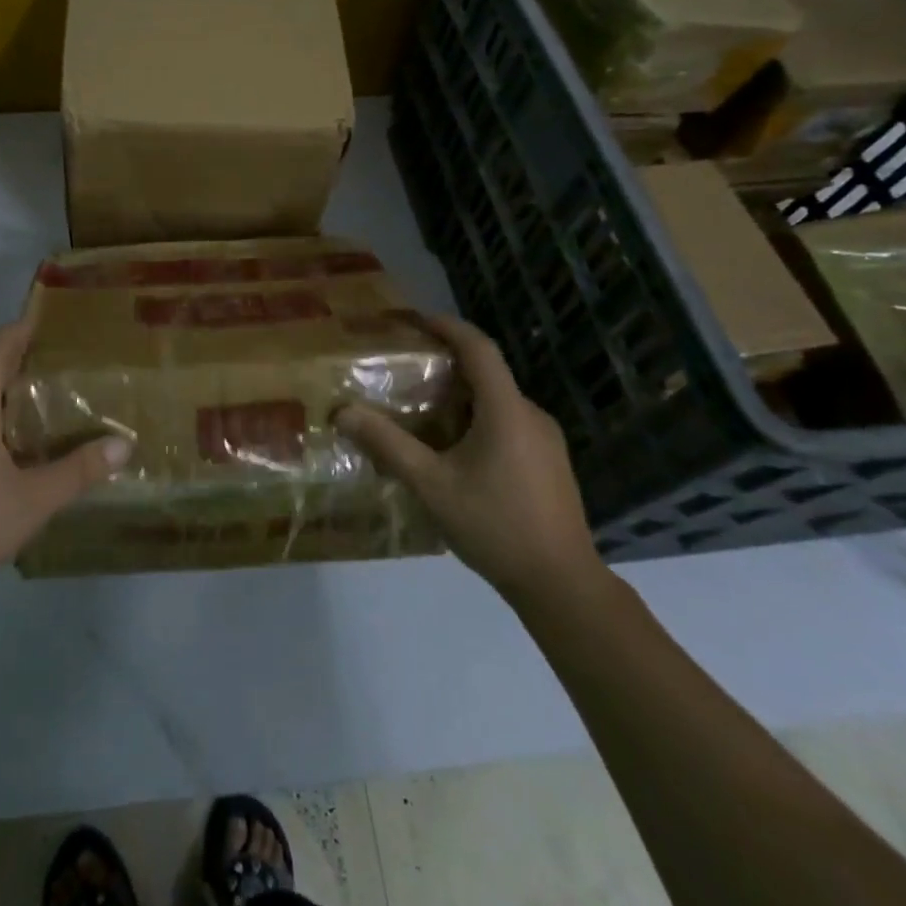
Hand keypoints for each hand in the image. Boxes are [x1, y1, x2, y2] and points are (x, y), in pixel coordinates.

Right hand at [337, 314, 599, 606]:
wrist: (562, 586)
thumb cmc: (495, 526)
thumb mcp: (432, 485)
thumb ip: (388, 445)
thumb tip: (343, 412)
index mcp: (507, 410)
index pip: (479, 348)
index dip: (447, 326)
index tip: (414, 319)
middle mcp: (532, 415)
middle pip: (486, 374)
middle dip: (446, 365)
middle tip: (406, 370)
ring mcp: (546, 441)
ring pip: (497, 402)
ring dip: (460, 397)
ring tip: (422, 411)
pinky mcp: (550, 464)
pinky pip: (508, 424)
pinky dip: (476, 420)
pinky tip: (453, 450)